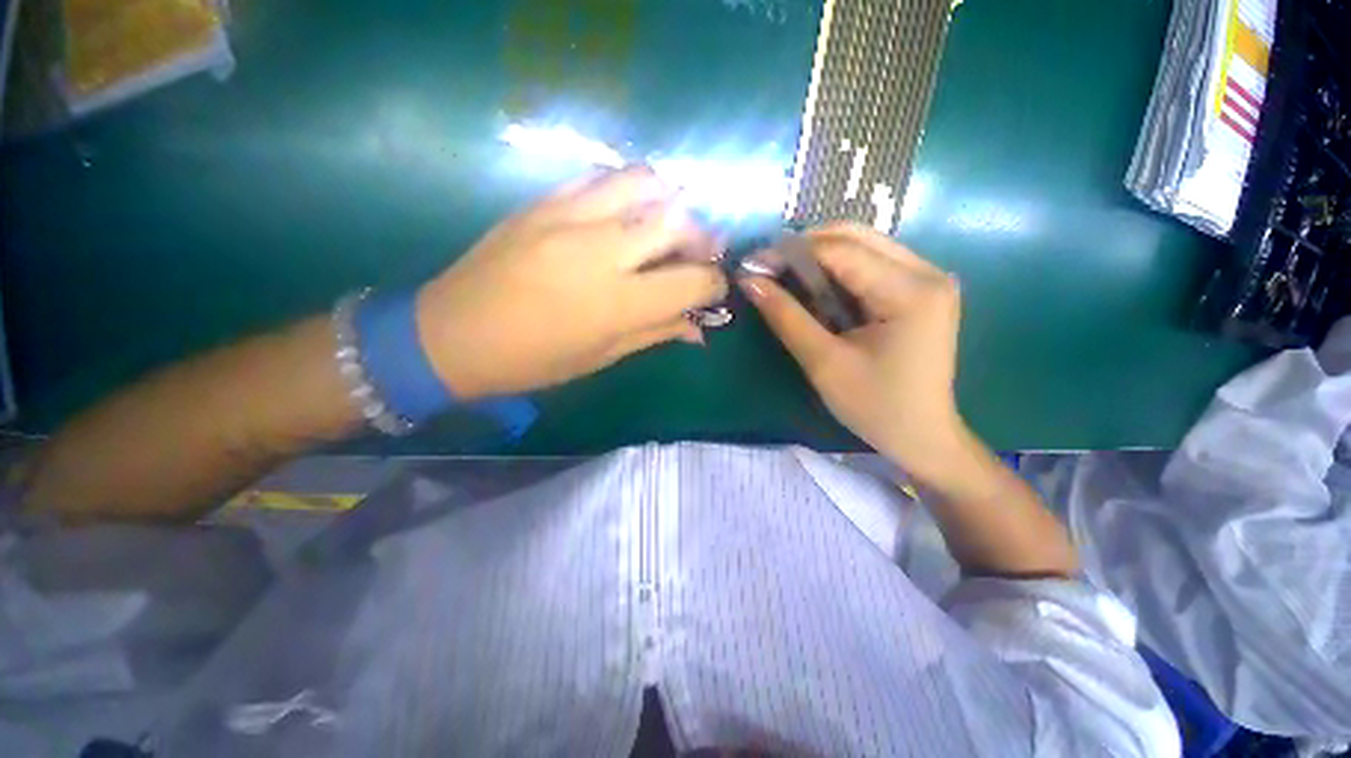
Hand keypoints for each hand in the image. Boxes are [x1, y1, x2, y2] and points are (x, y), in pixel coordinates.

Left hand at [416, 166, 727, 399]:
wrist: (453, 334)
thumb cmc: (534, 360)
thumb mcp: (603, 356)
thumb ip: (656, 333)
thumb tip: (698, 328)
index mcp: (618, 304)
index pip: (693, 281)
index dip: (714, 284)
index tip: (713, 288)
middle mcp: (602, 252)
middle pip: (678, 221)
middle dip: (702, 237)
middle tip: (698, 253)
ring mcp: (570, 217)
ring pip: (645, 182)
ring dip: (669, 201)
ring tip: (665, 224)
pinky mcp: (543, 201)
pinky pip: (602, 177)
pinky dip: (628, 190)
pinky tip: (625, 211)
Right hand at [740, 223, 965, 479]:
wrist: (922, 436)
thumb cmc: (874, 407)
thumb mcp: (823, 363)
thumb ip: (786, 317)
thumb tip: (750, 281)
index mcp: (911, 292)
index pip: (841, 251)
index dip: (791, 252)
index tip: (753, 263)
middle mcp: (928, 272)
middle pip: (856, 236)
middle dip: (806, 247)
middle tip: (769, 270)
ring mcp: (929, 278)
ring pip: (864, 245)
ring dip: (820, 256)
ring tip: (787, 279)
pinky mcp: (922, 290)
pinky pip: (873, 263)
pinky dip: (838, 270)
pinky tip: (817, 289)